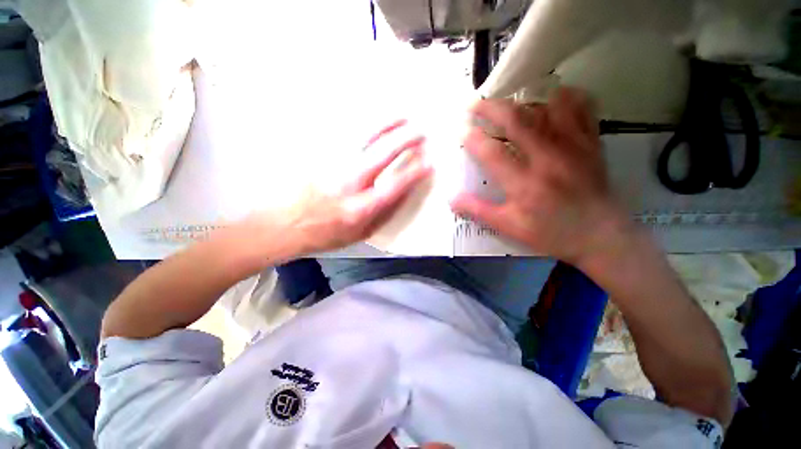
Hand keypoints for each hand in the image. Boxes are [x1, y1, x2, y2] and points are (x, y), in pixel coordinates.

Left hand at [272, 121, 431, 254]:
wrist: (286, 224)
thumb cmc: (327, 234)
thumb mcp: (362, 233)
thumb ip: (385, 214)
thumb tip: (405, 192)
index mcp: (360, 208)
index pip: (394, 185)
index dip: (414, 172)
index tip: (429, 162)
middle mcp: (349, 184)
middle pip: (381, 155)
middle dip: (405, 141)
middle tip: (421, 132)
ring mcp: (334, 166)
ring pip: (364, 139)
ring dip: (387, 126)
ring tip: (403, 116)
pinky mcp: (323, 157)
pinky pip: (349, 137)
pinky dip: (367, 127)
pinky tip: (377, 121)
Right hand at [451, 88, 628, 263]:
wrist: (601, 236)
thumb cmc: (551, 233)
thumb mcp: (509, 227)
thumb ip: (479, 211)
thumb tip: (452, 199)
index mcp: (524, 184)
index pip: (492, 152)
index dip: (473, 139)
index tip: (462, 131)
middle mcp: (548, 159)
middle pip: (517, 121)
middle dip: (491, 108)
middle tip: (475, 104)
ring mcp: (573, 147)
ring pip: (547, 108)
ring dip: (523, 100)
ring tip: (508, 101)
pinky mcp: (591, 143)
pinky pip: (581, 109)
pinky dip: (566, 97)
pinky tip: (553, 97)